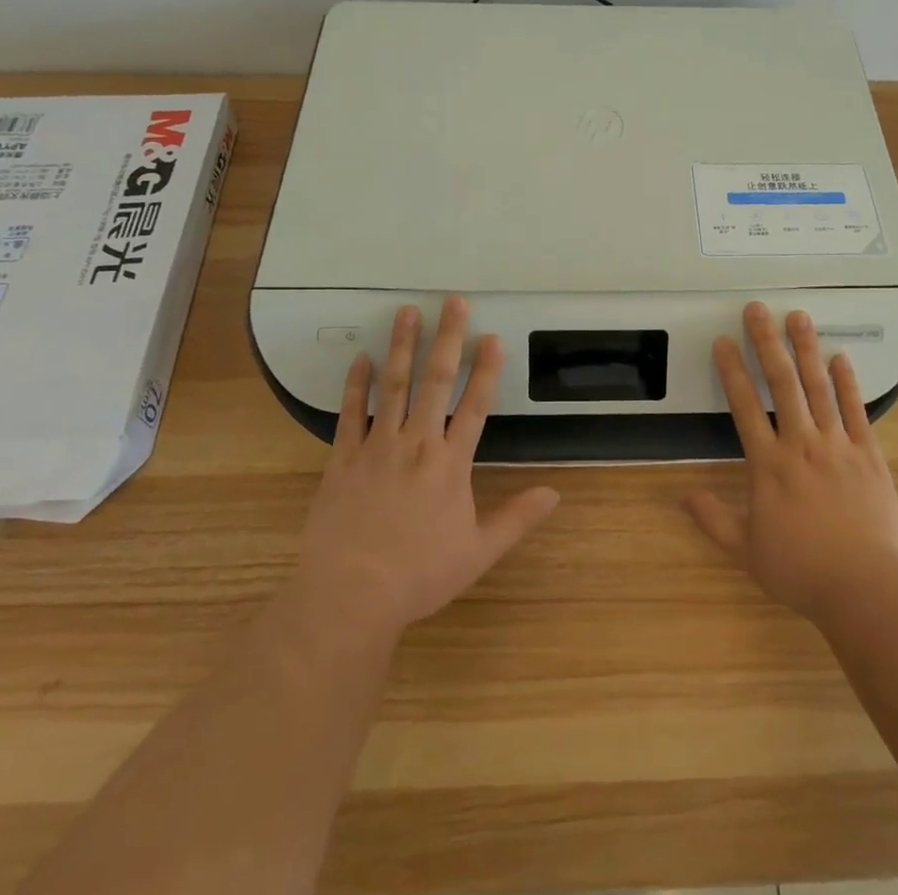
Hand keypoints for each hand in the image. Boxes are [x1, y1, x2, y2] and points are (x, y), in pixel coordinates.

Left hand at [283, 298, 559, 644]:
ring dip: (402, 346)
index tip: (492, 338)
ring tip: (407, 312)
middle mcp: (416, 444)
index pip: (476, 406)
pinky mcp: (342, 458)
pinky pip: (349, 414)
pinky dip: (355, 384)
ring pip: (393, 386)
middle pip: (435, 381)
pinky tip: (361, 358)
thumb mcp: (477, 552)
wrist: (349, 596)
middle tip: (452, 301)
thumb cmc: (418, 575)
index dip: (486, 370)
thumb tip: (555, 494)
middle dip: (447, 338)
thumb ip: (516, 518)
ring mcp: (376, 447)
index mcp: (451, 464)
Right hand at [684, 302, 897, 625]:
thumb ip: (714, 519)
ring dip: (806, 349)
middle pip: (782, 383)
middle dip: (766, 342)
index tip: (723, 341)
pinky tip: (841, 356)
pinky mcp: (869, 454)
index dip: (731, 370)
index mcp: (769, 464)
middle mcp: (801, 444)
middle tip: (758, 309)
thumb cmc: (802, 570)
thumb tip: (681, 495)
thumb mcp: (747, 551)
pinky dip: (847, 382)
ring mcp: (837, 445)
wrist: (867, 588)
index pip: (744, 406)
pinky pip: (855, 410)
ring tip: (798, 316)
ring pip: (818, 387)